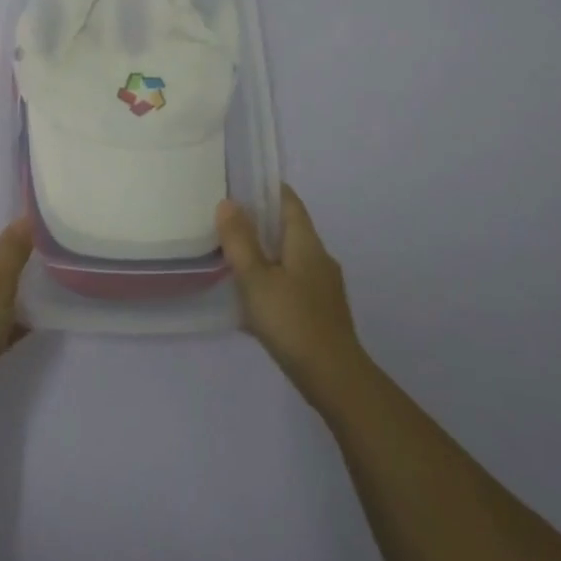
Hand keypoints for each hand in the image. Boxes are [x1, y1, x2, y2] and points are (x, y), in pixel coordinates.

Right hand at [217, 185, 368, 407]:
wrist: (333, 376)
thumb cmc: (291, 320)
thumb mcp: (256, 278)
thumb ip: (240, 241)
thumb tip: (228, 202)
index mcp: (306, 243)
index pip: (289, 202)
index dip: (268, 189)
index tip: (242, 183)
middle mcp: (319, 258)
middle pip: (290, 229)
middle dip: (262, 222)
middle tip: (228, 220)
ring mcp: (323, 287)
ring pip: (290, 258)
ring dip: (266, 253)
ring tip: (234, 256)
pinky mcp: (321, 311)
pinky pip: (293, 283)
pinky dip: (272, 279)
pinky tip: (252, 297)